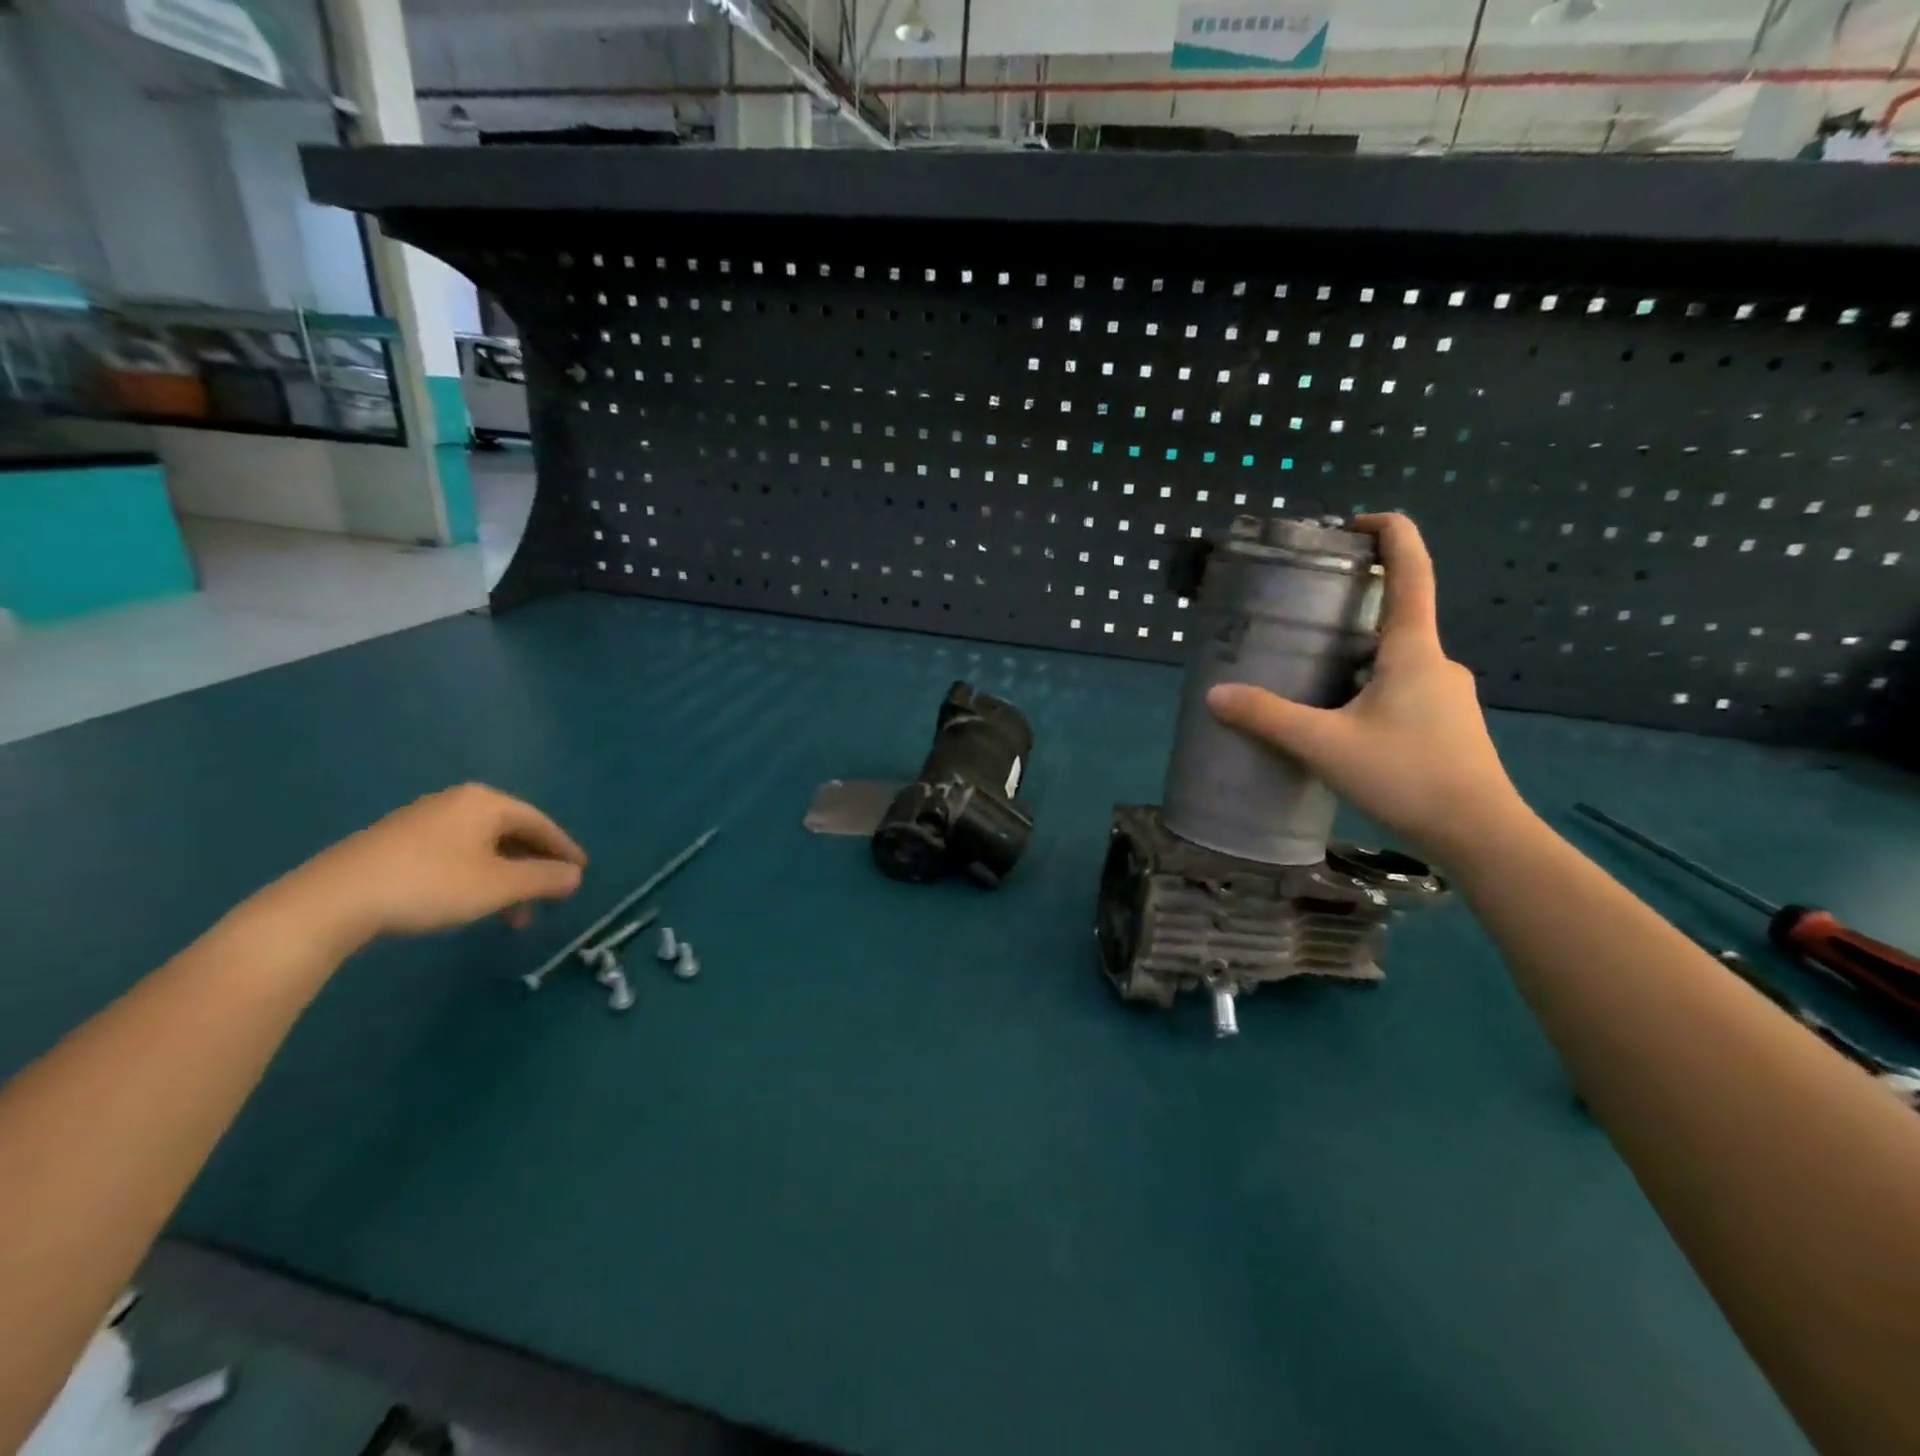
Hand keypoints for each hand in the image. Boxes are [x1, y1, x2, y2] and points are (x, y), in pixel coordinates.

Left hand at [271, 784, 587, 952]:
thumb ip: (544, 878)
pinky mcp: (397, 843)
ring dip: (506, 880)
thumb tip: (576, 875)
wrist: (332, 901)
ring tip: (511, 916)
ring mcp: (424, 821)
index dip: (564, 850)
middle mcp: (458, 802)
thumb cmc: (431, 885)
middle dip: (533, 869)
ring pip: (483, 848)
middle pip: (512, 834)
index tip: (581, 873)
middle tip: (549, 899)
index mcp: (486, 802)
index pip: (541, 823)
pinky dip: (477, 878)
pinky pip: (456, 855)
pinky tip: (472, 904)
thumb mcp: (499, 886)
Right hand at [1206, 513, 1525, 864]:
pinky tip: (1340, 724)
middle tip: (1302, 624)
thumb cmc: (1407, 776)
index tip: (1356, 523)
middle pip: (1395, 619)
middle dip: (1351, 613)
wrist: (1480, 836)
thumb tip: (1215, 694)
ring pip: (1395, 662)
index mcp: (1414, 651)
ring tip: (1309, 679)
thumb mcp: (1325, 745)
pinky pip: (1402, 692)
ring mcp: (1447, 696)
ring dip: (1356, 660)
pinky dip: (1368, 691)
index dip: (1390, 535)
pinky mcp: (1448, 727)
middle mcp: (1437, 663)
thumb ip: (1268, 718)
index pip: (1411, 572)